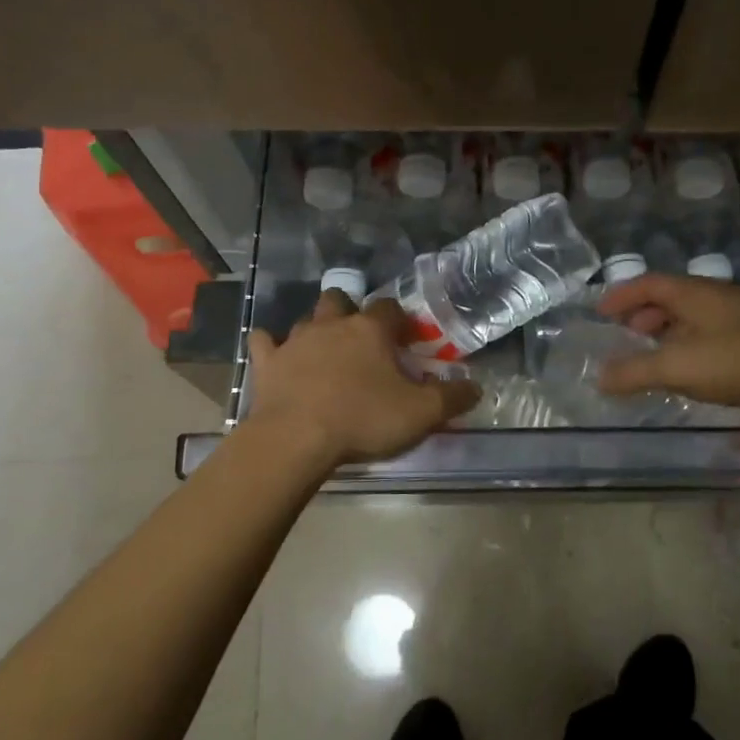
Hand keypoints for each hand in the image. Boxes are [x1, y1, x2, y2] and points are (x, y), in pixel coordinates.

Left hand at [245, 291, 480, 468]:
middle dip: (350, 311)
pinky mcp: (266, 363)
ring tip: (325, 352)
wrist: (295, 439)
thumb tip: (476, 386)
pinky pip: (264, 342)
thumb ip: (451, 398)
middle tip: (360, 339)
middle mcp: (332, 325)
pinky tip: (277, 357)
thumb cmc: (363, 419)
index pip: (389, 308)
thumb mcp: (420, 413)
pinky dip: (271, 346)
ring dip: (316, 330)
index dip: (399, 320)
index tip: (405, 338)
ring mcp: (295, 341)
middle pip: (340, 300)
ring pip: (306, 320)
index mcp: (370, 330)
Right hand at [594, 273, 739, 407]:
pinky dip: (693, 342)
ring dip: (670, 330)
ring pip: (694, 314)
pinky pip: (714, 329)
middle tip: (627, 336)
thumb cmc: (739, 360)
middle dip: (644, 315)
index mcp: (694, 293)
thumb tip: (600, 377)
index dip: (622, 295)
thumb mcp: (680, 367)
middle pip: (671, 297)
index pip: (648, 284)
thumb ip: (637, 372)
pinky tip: (697, 366)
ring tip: (658, 355)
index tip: (601, 311)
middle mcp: (716, 294)